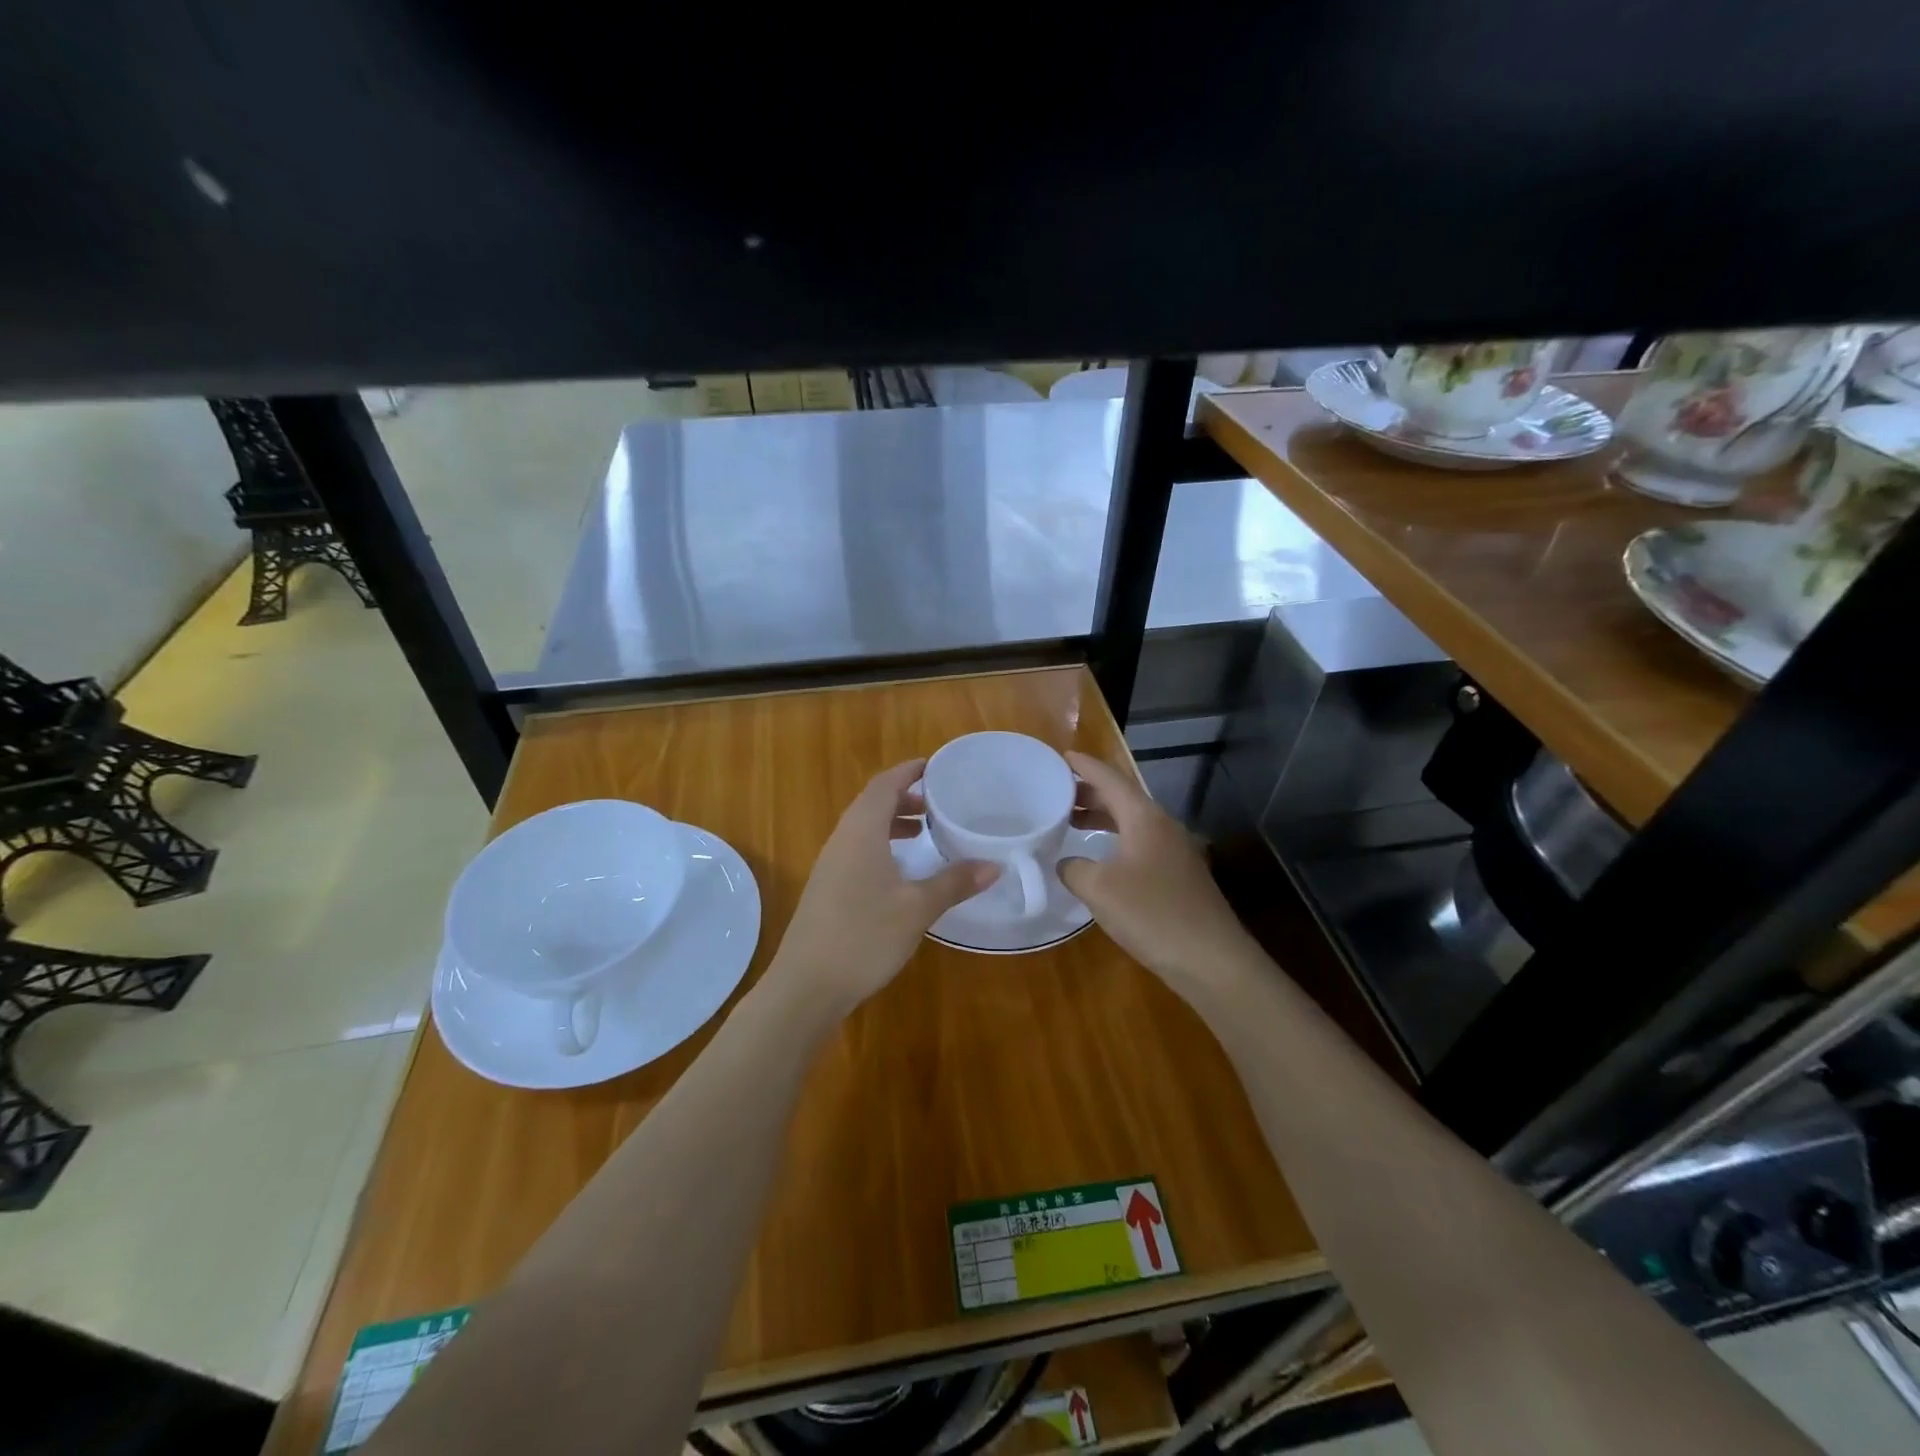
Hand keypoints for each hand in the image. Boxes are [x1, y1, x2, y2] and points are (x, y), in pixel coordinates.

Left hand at [770, 760, 997, 1012]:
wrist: (807, 984)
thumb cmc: (864, 936)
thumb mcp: (917, 908)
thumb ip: (955, 883)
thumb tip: (994, 865)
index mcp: (861, 832)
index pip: (884, 785)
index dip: (907, 772)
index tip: (933, 766)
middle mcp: (841, 840)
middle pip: (871, 803)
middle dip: (903, 797)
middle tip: (935, 804)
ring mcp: (829, 865)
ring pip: (862, 828)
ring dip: (891, 822)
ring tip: (922, 833)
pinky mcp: (826, 889)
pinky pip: (856, 850)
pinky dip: (880, 845)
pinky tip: (899, 872)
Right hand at [1058, 752, 1260, 990]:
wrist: (1212, 960)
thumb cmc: (1152, 914)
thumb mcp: (1099, 889)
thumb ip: (1074, 869)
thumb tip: (1066, 862)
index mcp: (1144, 818)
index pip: (1111, 779)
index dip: (1085, 766)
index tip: (1061, 755)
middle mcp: (1163, 826)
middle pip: (1123, 797)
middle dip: (1090, 791)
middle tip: (1057, 792)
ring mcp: (1175, 851)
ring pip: (1132, 822)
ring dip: (1102, 818)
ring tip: (1071, 821)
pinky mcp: (1179, 876)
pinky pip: (1140, 844)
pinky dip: (1115, 840)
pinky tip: (1100, 860)